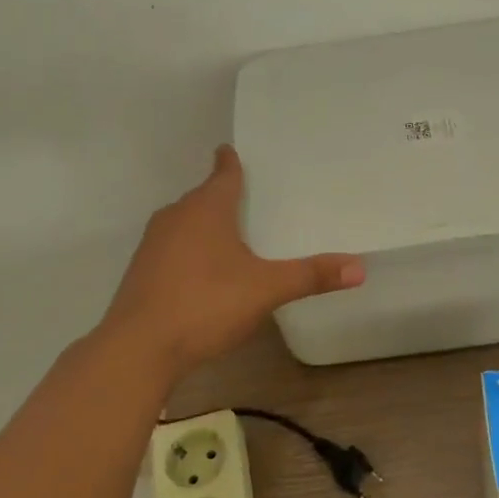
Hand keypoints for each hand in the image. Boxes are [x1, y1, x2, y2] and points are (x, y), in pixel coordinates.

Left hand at [104, 145, 364, 377]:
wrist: (138, 348)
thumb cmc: (206, 304)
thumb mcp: (266, 290)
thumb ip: (311, 276)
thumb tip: (360, 267)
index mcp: (206, 209)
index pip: (223, 173)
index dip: (231, 162)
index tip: (232, 150)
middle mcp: (176, 217)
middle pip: (203, 197)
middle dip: (222, 196)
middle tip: (249, 198)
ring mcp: (153, 244)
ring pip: (184, 223)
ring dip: (204, 225)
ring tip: (230, 235)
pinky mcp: (141, 272)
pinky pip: (172, 248)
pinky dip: (189, 251)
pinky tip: (203, 273)